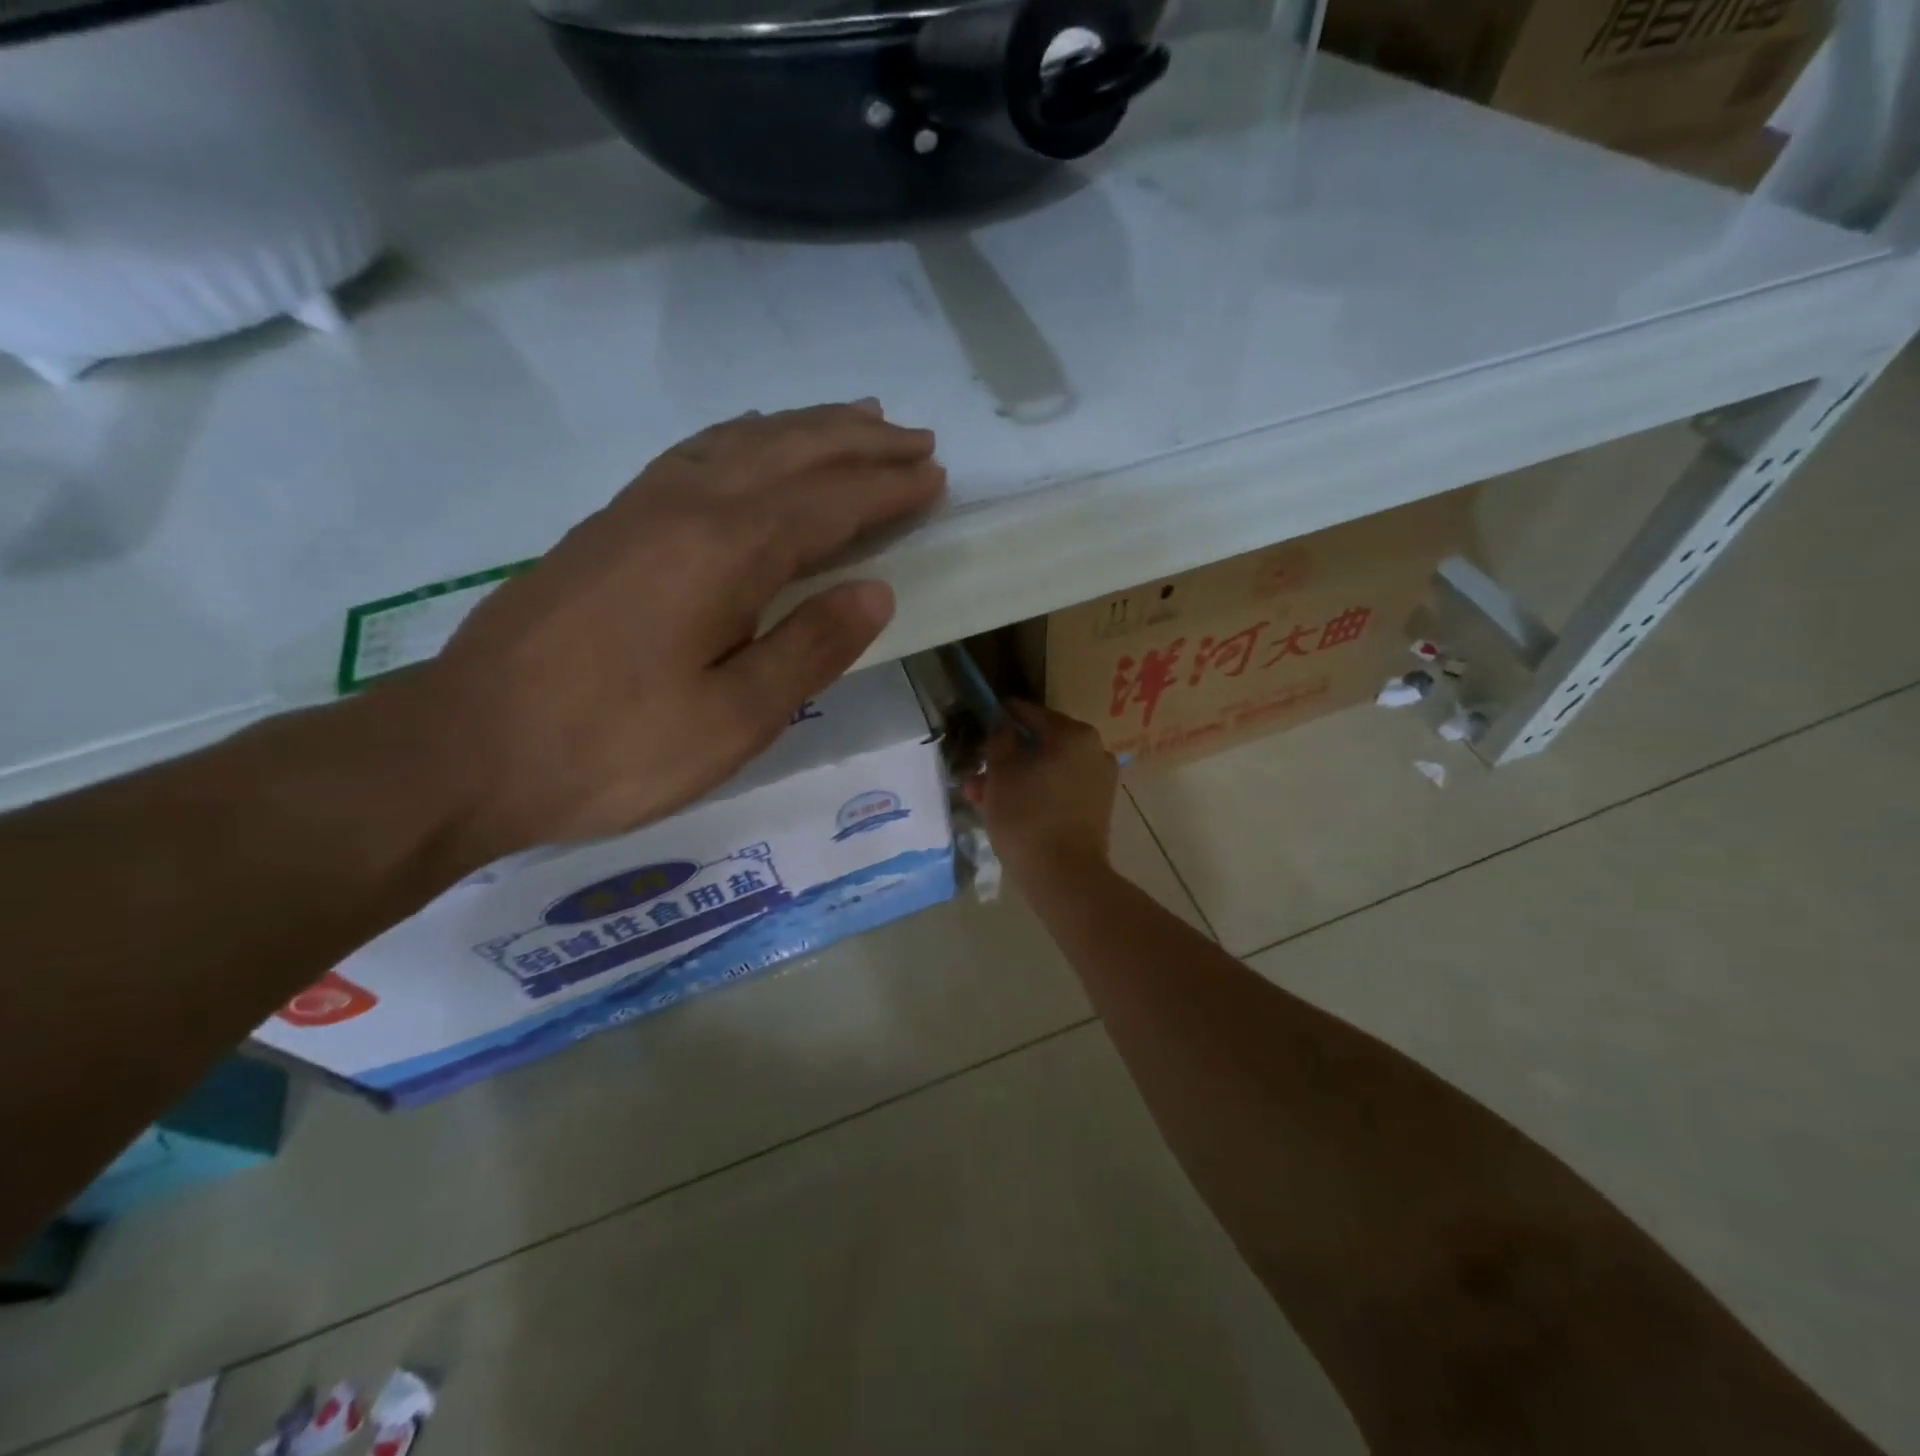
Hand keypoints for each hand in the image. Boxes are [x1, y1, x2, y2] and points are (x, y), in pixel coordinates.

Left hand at [403, 400, 944, 862]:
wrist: (465, 749)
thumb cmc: (613, 747)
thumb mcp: (733, 719)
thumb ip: (810, 648)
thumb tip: (876, 591)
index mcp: (725, 551)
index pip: (830, 503)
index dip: (888, 489)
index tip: (937, 477)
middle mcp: (686, 506)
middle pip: (791, 452)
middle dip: (860, 442)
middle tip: (915, 438)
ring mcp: (639, 508)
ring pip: (741, 442)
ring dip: (807, 427)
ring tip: (855, 418)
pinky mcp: (609, 525)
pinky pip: (697, 453)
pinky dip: (745, 437)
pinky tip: (756, 443)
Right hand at [962, 701, 1118, 880]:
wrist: (1065, 876)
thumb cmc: (1027, 816)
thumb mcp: (1001, 773)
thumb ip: (1000, 739)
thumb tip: (1003, 723)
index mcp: (1073, 734)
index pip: (1029, 713)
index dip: (1000, 717)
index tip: (979, 725)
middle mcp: (1094, 750)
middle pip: (1040, 743)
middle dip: (1006, 756)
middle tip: (976, 771)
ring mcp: (1099, 780)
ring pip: (1047, 769)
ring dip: (1016, 777)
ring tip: (981, 796)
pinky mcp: (1097, 807)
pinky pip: (1060, 789)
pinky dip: (1035, 793)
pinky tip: (1006, 809)